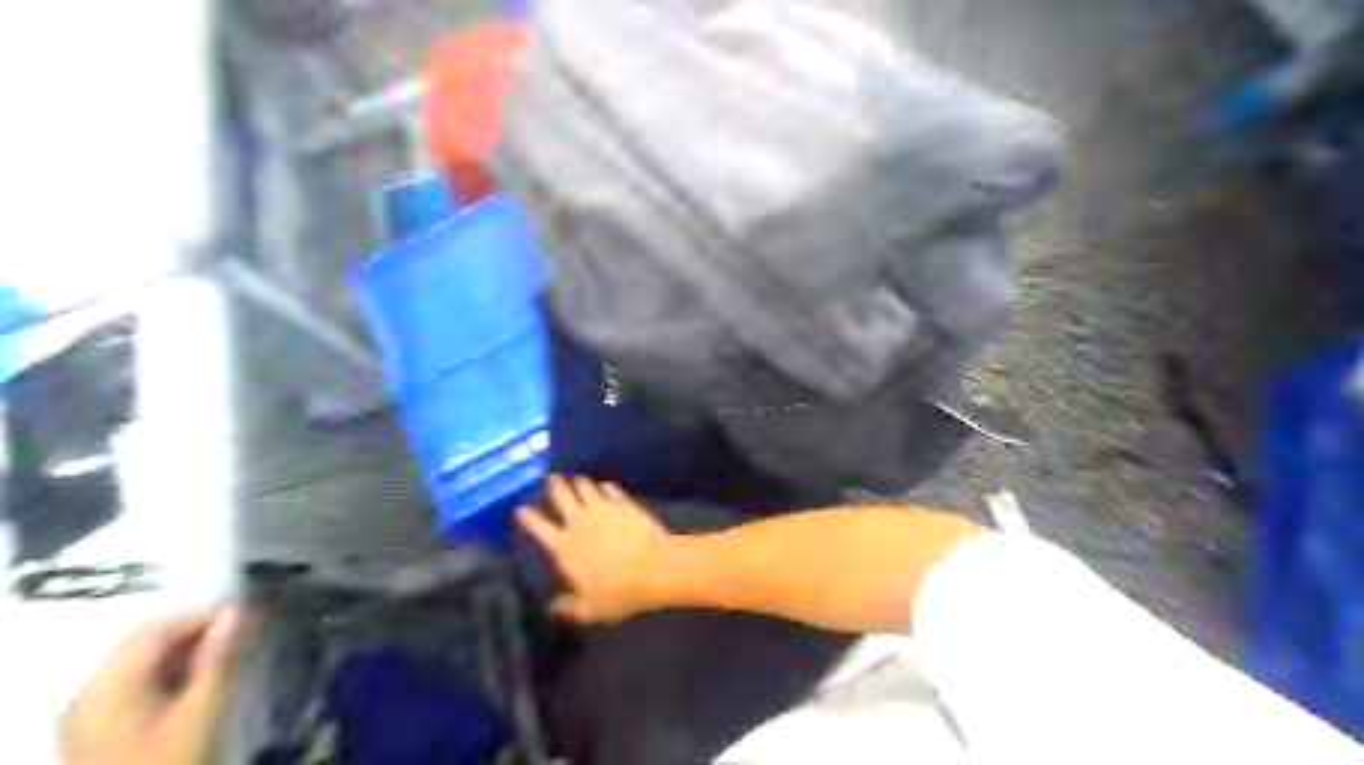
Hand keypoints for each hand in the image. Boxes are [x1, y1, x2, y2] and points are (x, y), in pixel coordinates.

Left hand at [61, 608, 248, 760]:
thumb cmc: (174, 763)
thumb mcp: (206, 710)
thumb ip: (222, 657)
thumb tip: (242, 611)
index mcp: (107, 687)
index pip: (159, 628)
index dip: (208, 614)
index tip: (254, 614)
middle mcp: (89, 696)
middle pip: (144, 643)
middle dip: (196, 631)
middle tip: (245, 632)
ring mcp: (90, 718)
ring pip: (141, 664)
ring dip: (187, 652)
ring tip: (232, 655)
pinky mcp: (101, 736)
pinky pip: (136, 687)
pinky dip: (172, 674)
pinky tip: (203, 684)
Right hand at [518, 475, 669, 623]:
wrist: (654, 567)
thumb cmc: (618, 592)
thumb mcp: (588, 609)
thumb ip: (568, 607)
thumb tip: (552, 607)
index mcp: (563, 546)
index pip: (537, 526)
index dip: (527, 516)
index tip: (521, 509)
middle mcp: (578, 521)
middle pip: (561, 494)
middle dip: (555, 485)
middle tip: (553, 479)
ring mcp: (602, 508)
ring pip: (584, 485)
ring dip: (579, 482)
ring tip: (578, 481)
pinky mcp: (624, 502)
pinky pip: (610, 488)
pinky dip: (605, 487)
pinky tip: (606, 487)